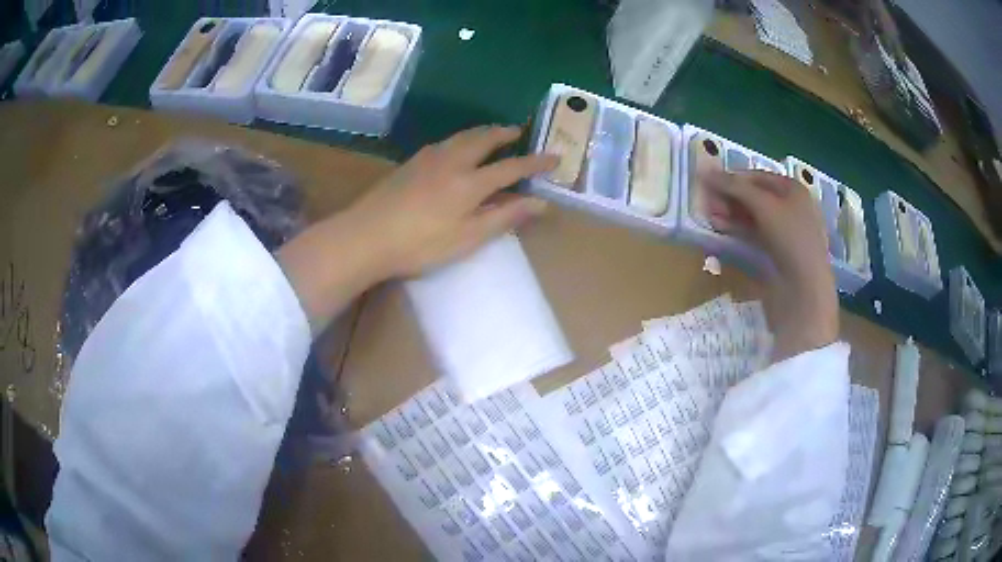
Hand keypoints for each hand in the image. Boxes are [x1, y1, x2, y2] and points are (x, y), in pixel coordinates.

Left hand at [346, 126, 557, 278]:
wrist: (365, 236)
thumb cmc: (420, 244)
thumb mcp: (468, 238)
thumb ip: (504, 217)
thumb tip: (540, 203)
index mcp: (470, 182)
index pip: (512, 167)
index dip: (535, 162)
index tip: (555, 156)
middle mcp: (452, 161)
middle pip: (484, 139)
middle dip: (505, 133)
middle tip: (519, 130)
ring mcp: (428, 159)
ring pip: (462, 136)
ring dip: (482, 131)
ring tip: (493, 133)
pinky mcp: (410, 163)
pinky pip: (445, 142)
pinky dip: (461, 138)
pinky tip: (456, 146)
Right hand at [702, 170, 838, 359]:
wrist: (806, 289)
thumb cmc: (791, 238)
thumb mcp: (763, 206)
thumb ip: (735, 187)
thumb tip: (704, 171)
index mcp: (792, 189)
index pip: (756, 176)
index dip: (732, 178)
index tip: (708, 184)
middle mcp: (790, 206)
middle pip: (754, 196)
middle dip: (729, 198)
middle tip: (707, 204)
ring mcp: (784, 231)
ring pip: (752, 216)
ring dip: (730, 215)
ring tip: (710, 218)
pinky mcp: (777, 252)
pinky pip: (754, 234)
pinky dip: (738, 230)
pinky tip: (721, 230)